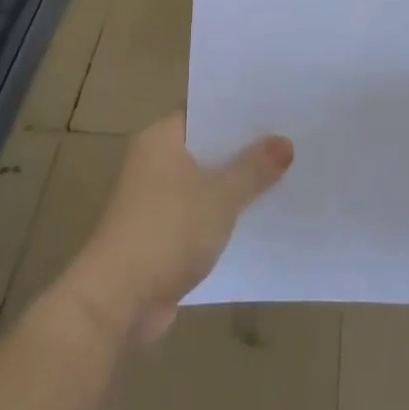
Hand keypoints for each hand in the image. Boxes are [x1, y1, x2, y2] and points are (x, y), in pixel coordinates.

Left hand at [59, 116, 292, 347]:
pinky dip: (223, 215)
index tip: (276, 107)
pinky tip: (259, 217)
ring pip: (205, 182)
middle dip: (243, 148)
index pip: (204, 110)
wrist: (118, 302)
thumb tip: (284, 143)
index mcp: (161, 139)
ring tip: (285, 174)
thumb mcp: (220, 196)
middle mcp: (154, 162)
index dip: (238, 109)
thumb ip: (253, 168)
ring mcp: (155, 200)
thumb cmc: (167, 232)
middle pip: (206, 146)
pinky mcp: (160, 234)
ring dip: (235, 184)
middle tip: (291, 138)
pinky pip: (200, 213)